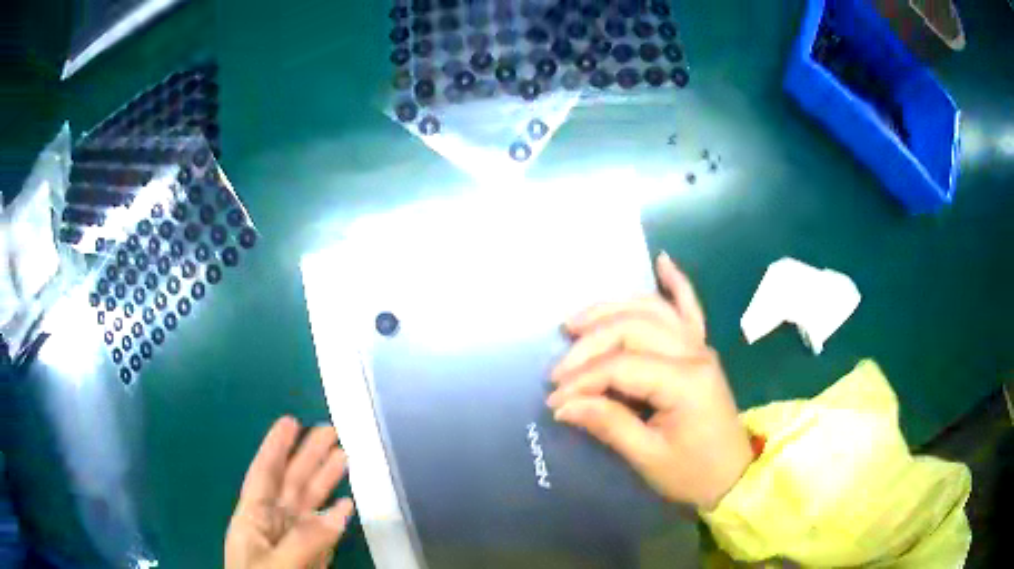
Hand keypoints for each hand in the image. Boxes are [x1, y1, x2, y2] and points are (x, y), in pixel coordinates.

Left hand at [225, 416, 354, 568]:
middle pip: (291, 484)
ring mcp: (291, 543)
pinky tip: (345, 505)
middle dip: (308, 456)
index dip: (275, 447)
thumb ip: (305, 540)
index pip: (263, 475)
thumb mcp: (276, 565)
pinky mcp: (309, 560)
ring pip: (309, 505)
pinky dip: (334, 517)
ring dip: (325, 481)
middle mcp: (271, 525)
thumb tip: (341, 509)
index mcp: (252, 519)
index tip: (290, 421)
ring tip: (344, 457)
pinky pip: (322, 532)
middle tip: (331, 430)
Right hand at [547, 253, 752, 510]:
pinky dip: (676, 284)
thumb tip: (563, 403)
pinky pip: (689, 308)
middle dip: (590, 343)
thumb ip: (608, 424)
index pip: (622, 365)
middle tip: (559, 368)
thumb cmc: (692, 473)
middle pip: (633, 328)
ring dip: (612, 309)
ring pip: (652, 310)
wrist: (733, 476)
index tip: (554, 399)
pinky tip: (662, 262)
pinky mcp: (701, 349)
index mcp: (685, 381)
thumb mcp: (648, 457)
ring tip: (576, 322)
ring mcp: (700, 346)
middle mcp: (695, 352)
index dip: (583, 379)